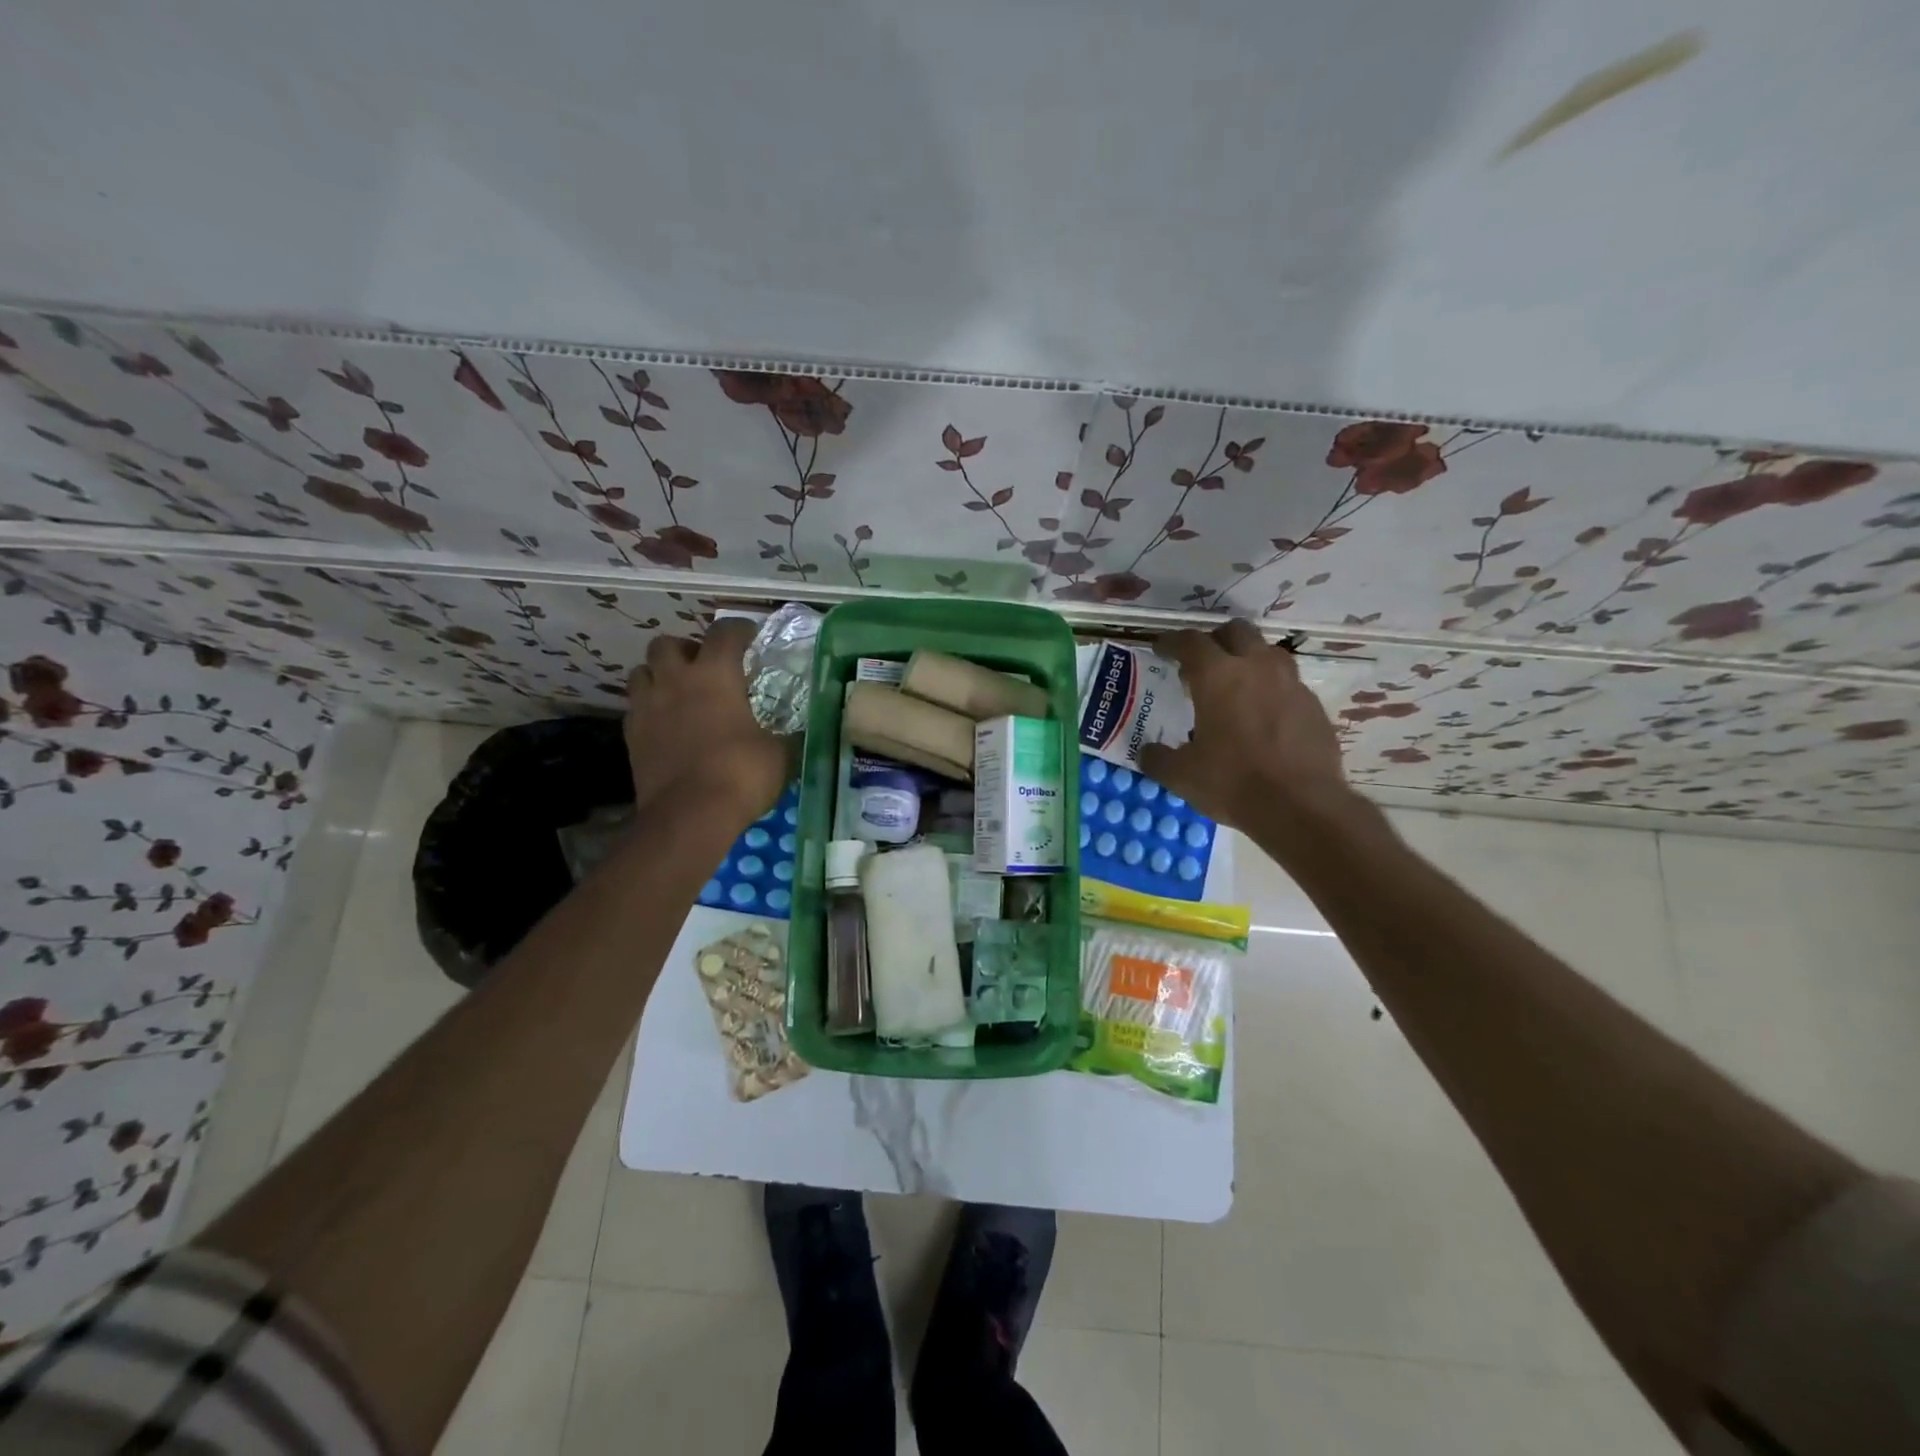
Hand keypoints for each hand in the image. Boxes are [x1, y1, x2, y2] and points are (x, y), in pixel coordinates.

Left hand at [625, 618, 786, 824]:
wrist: (689, 815)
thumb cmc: (741, 774)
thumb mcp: (780, 753)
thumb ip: (785, 734)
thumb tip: (798, 731)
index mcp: (715, 675)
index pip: (724, 632)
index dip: (739, 630)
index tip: (750, 638)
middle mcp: (675, 681)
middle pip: (668, 644)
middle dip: (686, 650)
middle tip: (705, 668)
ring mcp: (647, 707)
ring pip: (641, 672)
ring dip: (660, 675)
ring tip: (679, 693)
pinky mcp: (631, 736)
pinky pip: (635, 708)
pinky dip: (649, 708)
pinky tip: (666, 725)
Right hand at [1137, 619, 1360, 836]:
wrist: (1302, 807)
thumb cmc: (1233, 783)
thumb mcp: (1181, 775)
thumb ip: (1158, 758)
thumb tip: (1147, 752)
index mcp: (1217, 676)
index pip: (1190, 642)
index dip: (1172, 642)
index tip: (1161, 649)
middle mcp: (1257, 668)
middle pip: (1236, 631)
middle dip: (1215, 640)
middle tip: (1201, 663)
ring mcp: (1291, 684)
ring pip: (1268, 652)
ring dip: (1248, 659)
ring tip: (1235, 684)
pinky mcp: (1314, 706)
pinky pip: (1288, 684)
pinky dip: (1271, 689)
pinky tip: (1263, 716)